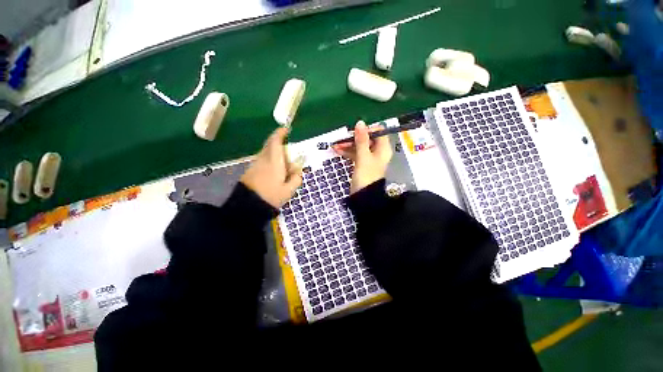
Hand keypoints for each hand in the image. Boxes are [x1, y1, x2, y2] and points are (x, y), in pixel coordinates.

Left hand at [241, 127, 303, 207]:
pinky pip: (263, 161)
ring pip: (266, 154)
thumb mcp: (288, 191)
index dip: (280, 133)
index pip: (275, 142)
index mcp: (274, 162)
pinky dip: (271, 163)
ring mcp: (255, 165)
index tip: (285, 129)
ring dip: (276, 156)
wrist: (247, 206)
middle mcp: (263, 159)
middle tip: (289, 154)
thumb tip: (297, 173)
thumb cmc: (270, 196)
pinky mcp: (251, 171)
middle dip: (279, 145)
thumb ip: (296, 180)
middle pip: (270, 146)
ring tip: (284, 169)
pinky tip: (275, 175)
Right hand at [333, 121, 392, 193]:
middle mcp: (377, 151)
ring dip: (348, 145)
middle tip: (341, 140)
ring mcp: (369, 158)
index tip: (355, 133)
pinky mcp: (362, 164)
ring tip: (335, 146)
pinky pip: (355, 154)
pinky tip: (337, 151)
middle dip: (353, 139)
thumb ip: (361, 140)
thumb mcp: (363, 156)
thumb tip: (360, 123)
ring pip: (359, 147)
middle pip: (366, 139)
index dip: (366, 130)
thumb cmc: (366, 175)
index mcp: (383, 148)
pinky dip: (348, 152)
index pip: (377, 132)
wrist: (364, 196)